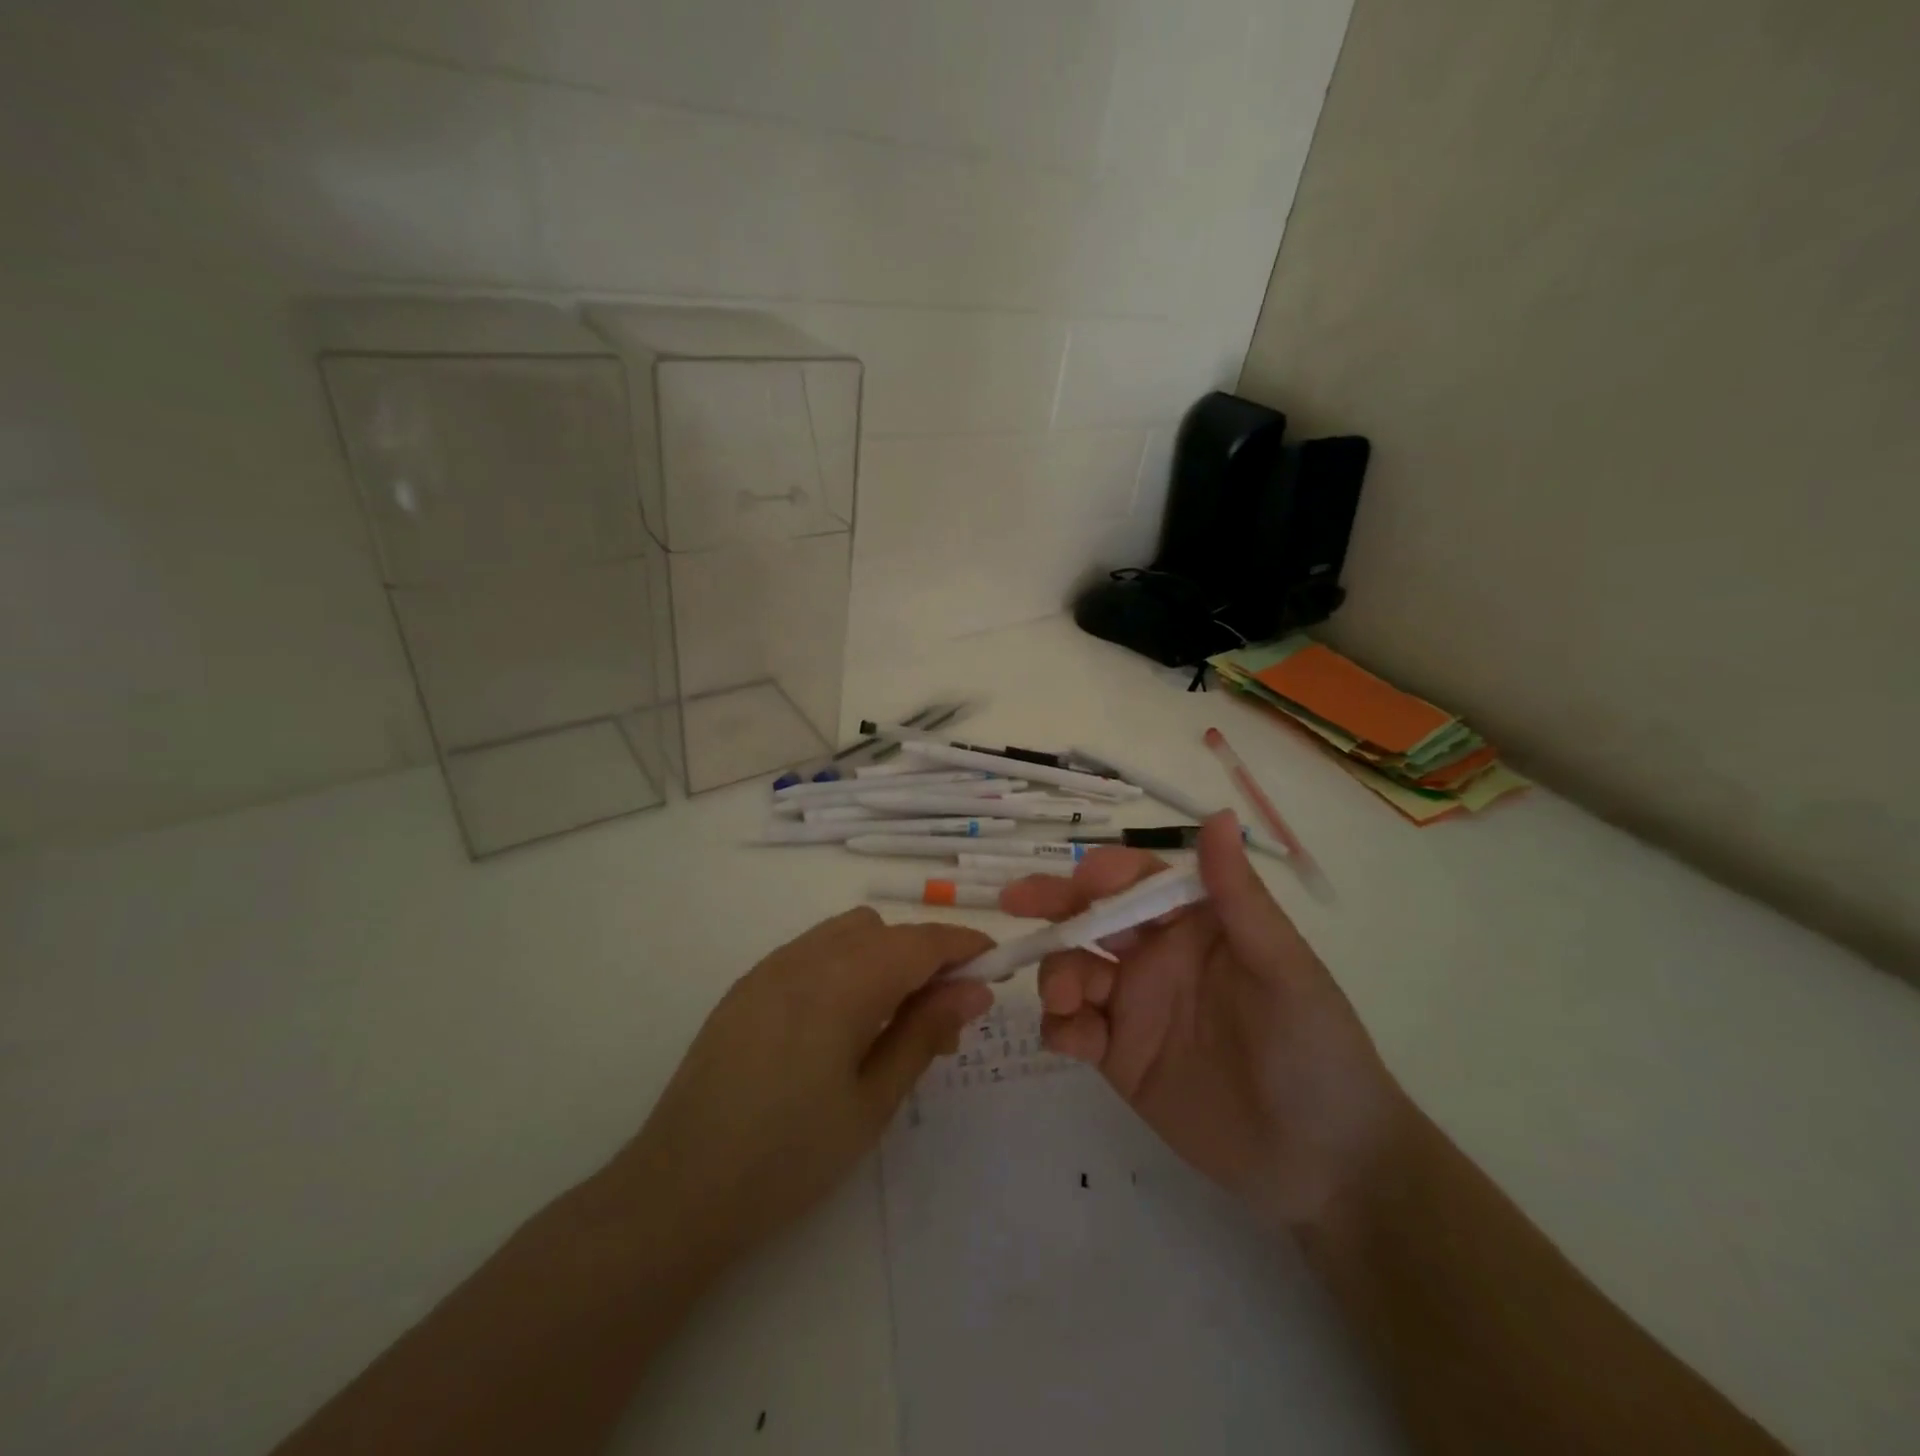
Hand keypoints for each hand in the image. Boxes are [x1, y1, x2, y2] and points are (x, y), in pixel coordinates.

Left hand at [592, 909, 993, 1275]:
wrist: (678, 1191)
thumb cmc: (789, 1157)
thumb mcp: (872, 1101)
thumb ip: (925, 1033)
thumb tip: (975, 989)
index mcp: (841, 983)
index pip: (920, 941)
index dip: (964, 944)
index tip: (998, 965)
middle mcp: (805, 957)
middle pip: (885, 930)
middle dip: (925, 956)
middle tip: (944, 1016)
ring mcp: (770, 967)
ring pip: (848, 933)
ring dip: (885, 956)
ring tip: (893, 1020)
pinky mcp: (748, 985)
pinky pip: (814, 950)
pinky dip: (847, 964)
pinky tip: (843, 1021)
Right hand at [1000, 813, 1405, 1231]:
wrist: (1324, 1164)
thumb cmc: (1314, 1049)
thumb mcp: (1282, 967)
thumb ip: (1239, 896)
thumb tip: (1218, 813)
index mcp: (1195, 924)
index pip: (1138, 881)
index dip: (1105, 874)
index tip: (1080, 881)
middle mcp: (1156, 956)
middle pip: (1091, 918)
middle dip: (1053, 905)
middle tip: (1015, 901)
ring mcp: (1133, 1006)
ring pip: (1071, 969)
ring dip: (1055, 972)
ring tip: (1066, 1001)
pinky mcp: (1118, 1057)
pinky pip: (1071, 1028)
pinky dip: (1059, 1026)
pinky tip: (1073, 1042)